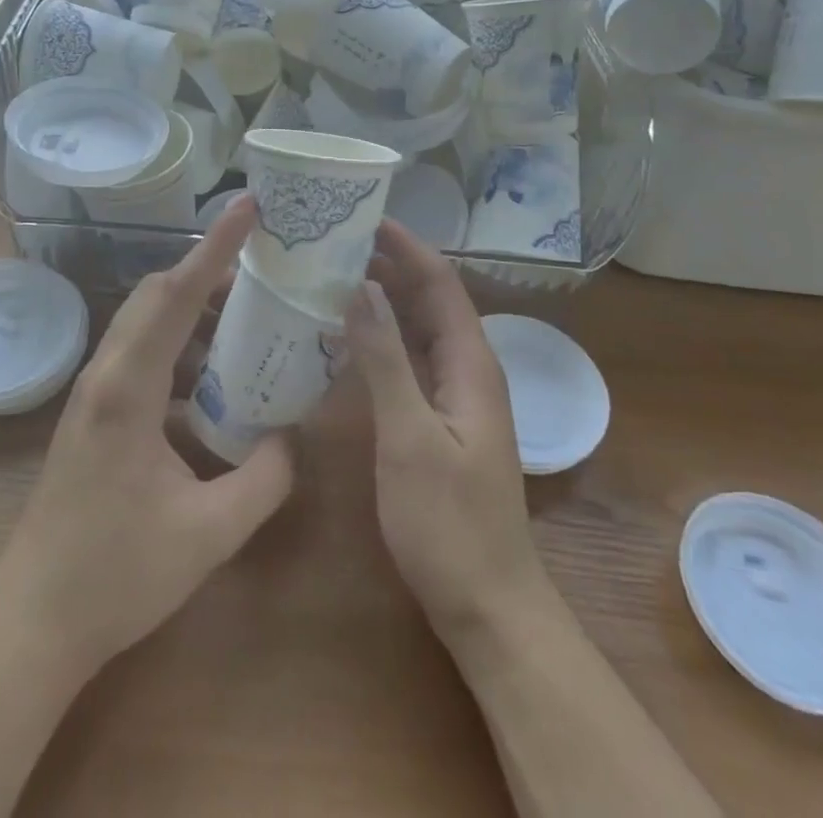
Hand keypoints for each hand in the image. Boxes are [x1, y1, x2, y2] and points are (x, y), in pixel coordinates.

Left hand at [0, 196, 293, 677]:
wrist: (34, 623)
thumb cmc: (116, 575)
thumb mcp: (209, 533)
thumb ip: (266, 478)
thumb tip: (294, 435)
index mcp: (128, 388)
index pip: (178, 294)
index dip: (216, 246)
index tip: (248, 206)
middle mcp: (106, 374)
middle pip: (157, 295)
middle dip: (208, 270)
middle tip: (263, 268)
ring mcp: (94, 393)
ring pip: (146, 321)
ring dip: (193, 308)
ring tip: (247, 317)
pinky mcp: (95, 414)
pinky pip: (141, 353)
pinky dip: (180, 344)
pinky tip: (213, 376)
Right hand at [351, 222, 551, 641]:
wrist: (487, 604)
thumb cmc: (448, 522)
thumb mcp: (408, 437)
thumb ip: (385, 360)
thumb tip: (360, 288)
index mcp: (471, 363)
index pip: (440, 283)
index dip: (407, 247)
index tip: (365, 218)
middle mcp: (468, 369)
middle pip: (431, 300)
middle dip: (391, 265)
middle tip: (337, 242)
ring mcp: (456, 396)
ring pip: (420, 329)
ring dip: (385, 299)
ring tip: (334, 275)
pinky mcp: (441, 419)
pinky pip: (412, 359)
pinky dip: (383, 338)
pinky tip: (347, 337)